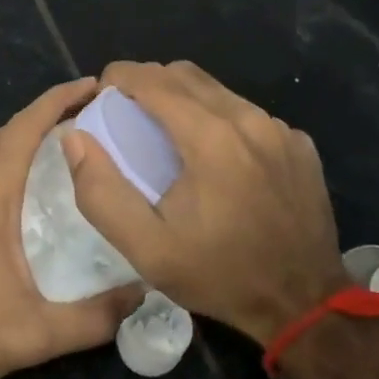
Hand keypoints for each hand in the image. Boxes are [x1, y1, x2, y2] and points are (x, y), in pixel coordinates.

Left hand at [0, 76, 142, 378]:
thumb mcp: (34, 334)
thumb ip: (95, 317)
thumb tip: (142, 294)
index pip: (25, 126)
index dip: (59, 100)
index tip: (93, 86)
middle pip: (6, 133)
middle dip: (47, 119)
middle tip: (91, 123)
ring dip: (21, 143)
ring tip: (61, 152)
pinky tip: (16, 190)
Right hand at [62, 60, 344, 345]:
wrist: (303, 304)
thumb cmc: (219, 274)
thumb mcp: (146, 248)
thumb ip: (100, 191)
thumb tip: (74, 137)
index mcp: (210, 138)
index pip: (153, 79)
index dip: (120, 77)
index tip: (102, 94)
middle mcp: (248, 120)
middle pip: (185, 75)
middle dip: (149, 83)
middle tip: (128, 113)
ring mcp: (280, 130)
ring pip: (218, 90)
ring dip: (185, 99)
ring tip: (168, 133)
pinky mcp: (299, 144)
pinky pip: (248, 114)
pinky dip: (222, 120)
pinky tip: (217, 159)